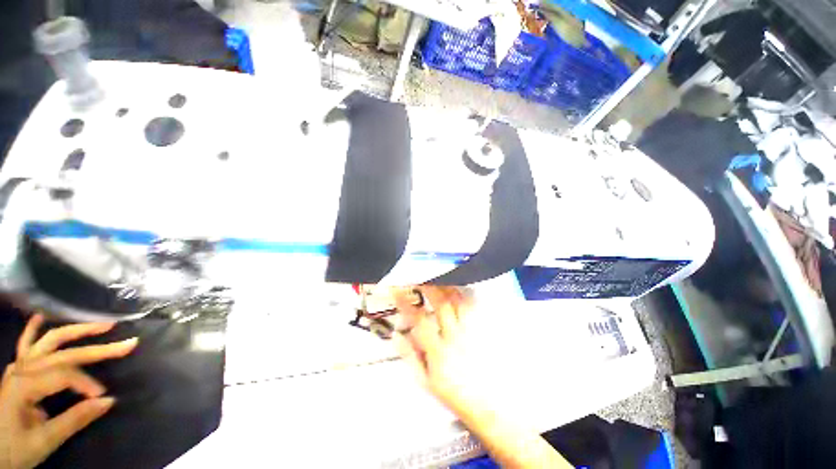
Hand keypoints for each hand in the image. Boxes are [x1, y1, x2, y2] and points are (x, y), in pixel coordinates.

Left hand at [0, 314, 138, 468]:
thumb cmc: (14, 450)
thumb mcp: (44, 442)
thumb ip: (73, 420)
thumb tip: (108, 401)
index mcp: (24, 384)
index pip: (64, 375)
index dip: (87, 384)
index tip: (104, 397)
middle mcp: (22, 368)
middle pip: (63, 353)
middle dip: (96, 348)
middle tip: (127, 344)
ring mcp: (18, 367)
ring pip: (49, 341)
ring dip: (76, 332)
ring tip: (101, 325)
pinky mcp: (16, 370)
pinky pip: (25, 345)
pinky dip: (34, 330)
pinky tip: (41, 317)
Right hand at [393, 286, 486, 412]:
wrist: (487, 403)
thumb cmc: (452, 392)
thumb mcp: (425, 381)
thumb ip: (409, 356)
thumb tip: (397, 334)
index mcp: (438, 350)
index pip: (419, 320)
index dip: (406, 303)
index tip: (398, 289)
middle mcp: (455, 337)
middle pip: (441, 304)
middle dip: (429, 286)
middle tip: (420, 275)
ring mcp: (471, 331)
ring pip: (459, 301)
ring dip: (447, 286)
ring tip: (438, 275)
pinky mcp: (482, 330)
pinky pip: (473, 306)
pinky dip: (464, 293)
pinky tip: (458, 286)